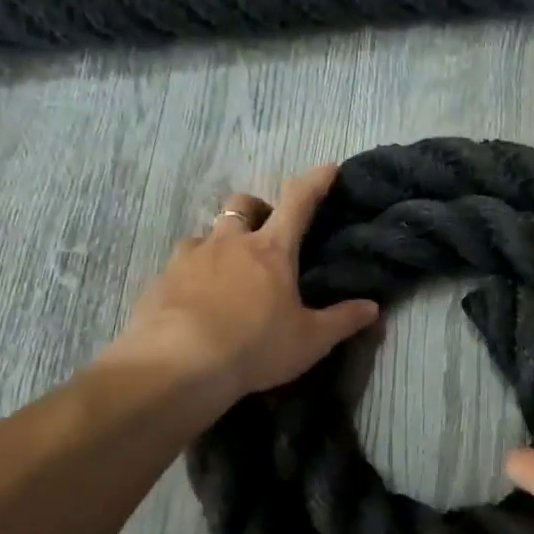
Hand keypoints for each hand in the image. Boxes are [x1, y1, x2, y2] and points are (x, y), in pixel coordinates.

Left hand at [92, 163, 378, 405]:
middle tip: (264, 232)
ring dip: (219, 244)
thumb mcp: (310, 340)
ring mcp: (190, 259)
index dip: (315, 182)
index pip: (298, 202)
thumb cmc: (255, 347)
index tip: (327, 168)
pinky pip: (178, 266)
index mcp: (271, 251)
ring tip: (226, 273)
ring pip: (205, 234)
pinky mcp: (160, 281)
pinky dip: (192, 275)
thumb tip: (373, 308)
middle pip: (242, 205)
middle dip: (256, 209)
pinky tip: (195, 301)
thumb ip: (342, 321)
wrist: (178, 365)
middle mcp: (230, 244)